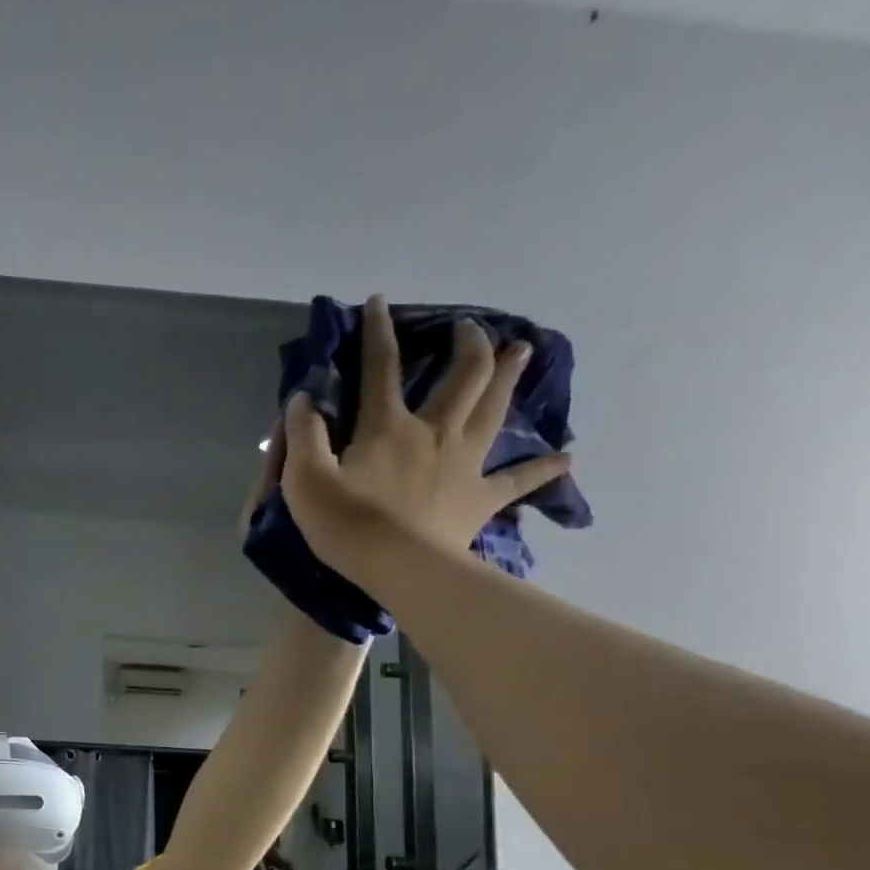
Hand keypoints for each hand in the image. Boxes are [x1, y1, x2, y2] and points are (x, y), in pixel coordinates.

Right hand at [261, 294, 570, 574]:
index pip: (380, 369)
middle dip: (467, 345)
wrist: (398, 568)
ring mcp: (464, 464)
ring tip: (523, 352)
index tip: (379, 301)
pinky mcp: (480, 500)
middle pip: (461, 377)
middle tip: (471, 328)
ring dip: (508, 378)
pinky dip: (542, 469)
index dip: (378, 333)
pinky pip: (518, 481)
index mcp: (389, 427)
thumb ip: (303, 436)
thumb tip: (304, 399)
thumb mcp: (305, 479)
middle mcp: (434, 433)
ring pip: (494, 411)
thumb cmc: (347, 525)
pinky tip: (567, 458)